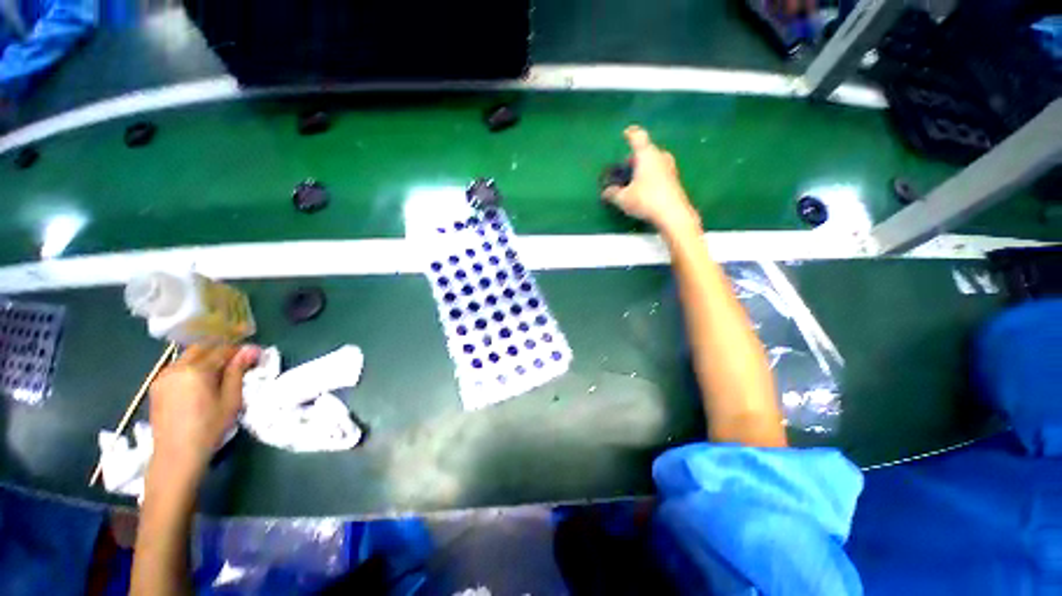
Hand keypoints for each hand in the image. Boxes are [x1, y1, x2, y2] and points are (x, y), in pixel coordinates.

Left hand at [148, 344, 259, 481]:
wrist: (176, 455)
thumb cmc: (209, 428)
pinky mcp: (157, 387)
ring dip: (205, 358)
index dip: (240, 350)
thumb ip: (237, 372)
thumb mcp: (231, 400)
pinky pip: (177, 368)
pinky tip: (200, 382)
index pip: (222, 350)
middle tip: (237, 360)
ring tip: (220, 371)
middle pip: (201, 348)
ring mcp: (163, 377)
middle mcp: (176, 368)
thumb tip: (250, 350)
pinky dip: (192, 368)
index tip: (254, 353)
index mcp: (196, 370)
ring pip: (188, 357)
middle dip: (220, 350)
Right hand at [602, 126, 700, 235]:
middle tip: (625, 168)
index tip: (626, 133)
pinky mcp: (674, 180)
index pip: (638, 137)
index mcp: (646, 155)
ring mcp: (670, 167)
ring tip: (633, 180)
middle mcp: (660, 156)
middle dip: (635, 158)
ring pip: (654, 162)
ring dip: (643, 167)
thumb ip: (612, 193)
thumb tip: (606, 192)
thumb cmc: (646, 200)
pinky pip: (659, 172)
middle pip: (646, 151)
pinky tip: (644, 189)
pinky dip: (650, 176)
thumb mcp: (623, 199)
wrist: (673, 213)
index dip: (631, 134)